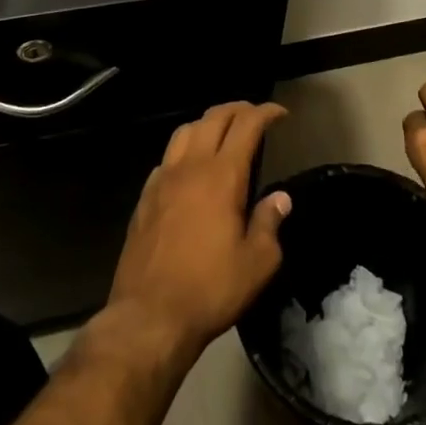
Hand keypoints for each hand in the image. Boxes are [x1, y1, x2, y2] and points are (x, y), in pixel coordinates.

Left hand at [109, 102, 290, 356]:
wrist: (149, 315)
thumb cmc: (211, 289)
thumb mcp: (257, 262)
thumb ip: (270, 223)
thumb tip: (280, 199)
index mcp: (222, 176)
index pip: (246, 126)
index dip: (265, 113)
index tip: (280, 114)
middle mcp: (190, 168)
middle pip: (213, 118)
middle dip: (237, 109)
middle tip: (255, 115)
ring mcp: (162, 180)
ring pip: (185, 131)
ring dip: (207, 122)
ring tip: (223, 132)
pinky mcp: (144, 198)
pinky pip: (167, 158)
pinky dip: (184, 149)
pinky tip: (190, 167)